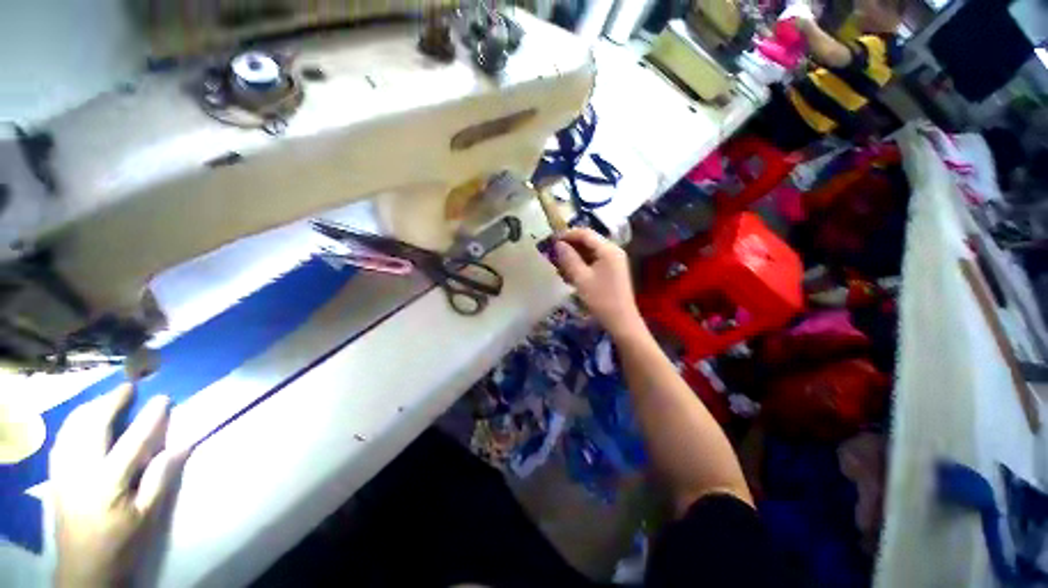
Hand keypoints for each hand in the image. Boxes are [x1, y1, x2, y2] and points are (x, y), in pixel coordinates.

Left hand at [50, 385, 186, 587]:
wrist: (84, 569)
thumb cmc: (122, 543)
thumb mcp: (147, 517)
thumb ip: (161, 479)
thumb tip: (182, 445)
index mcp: (108, 483)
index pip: (132, 441)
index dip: (149, 417)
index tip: (162, 397)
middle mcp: (81, 471)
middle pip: (93, 426)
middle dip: (110, 402)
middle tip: (128, 387)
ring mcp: (64, 472)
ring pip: (71, 428)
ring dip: (90, 408)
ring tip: (106, 398)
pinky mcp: (56, 476)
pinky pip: (61, 439)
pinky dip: (74, 423)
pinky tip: (82, 421)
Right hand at [553, 228, 643, 339]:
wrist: (621, 320)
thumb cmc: (601, 299)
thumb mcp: (581, 278)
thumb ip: (569, 258)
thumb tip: (558, 244)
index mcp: (608, 249)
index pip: (585, 233)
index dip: (567, 234)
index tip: (551, 240)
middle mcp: (613, 250)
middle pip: (589, 241)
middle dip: (570, 244)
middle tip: (553, 251)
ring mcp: (614, 260)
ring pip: (591, 251)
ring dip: (575, 254)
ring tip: (559, 262)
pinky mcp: (613, 270)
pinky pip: (595, 260)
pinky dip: (582, 262)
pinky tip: (571, 271)